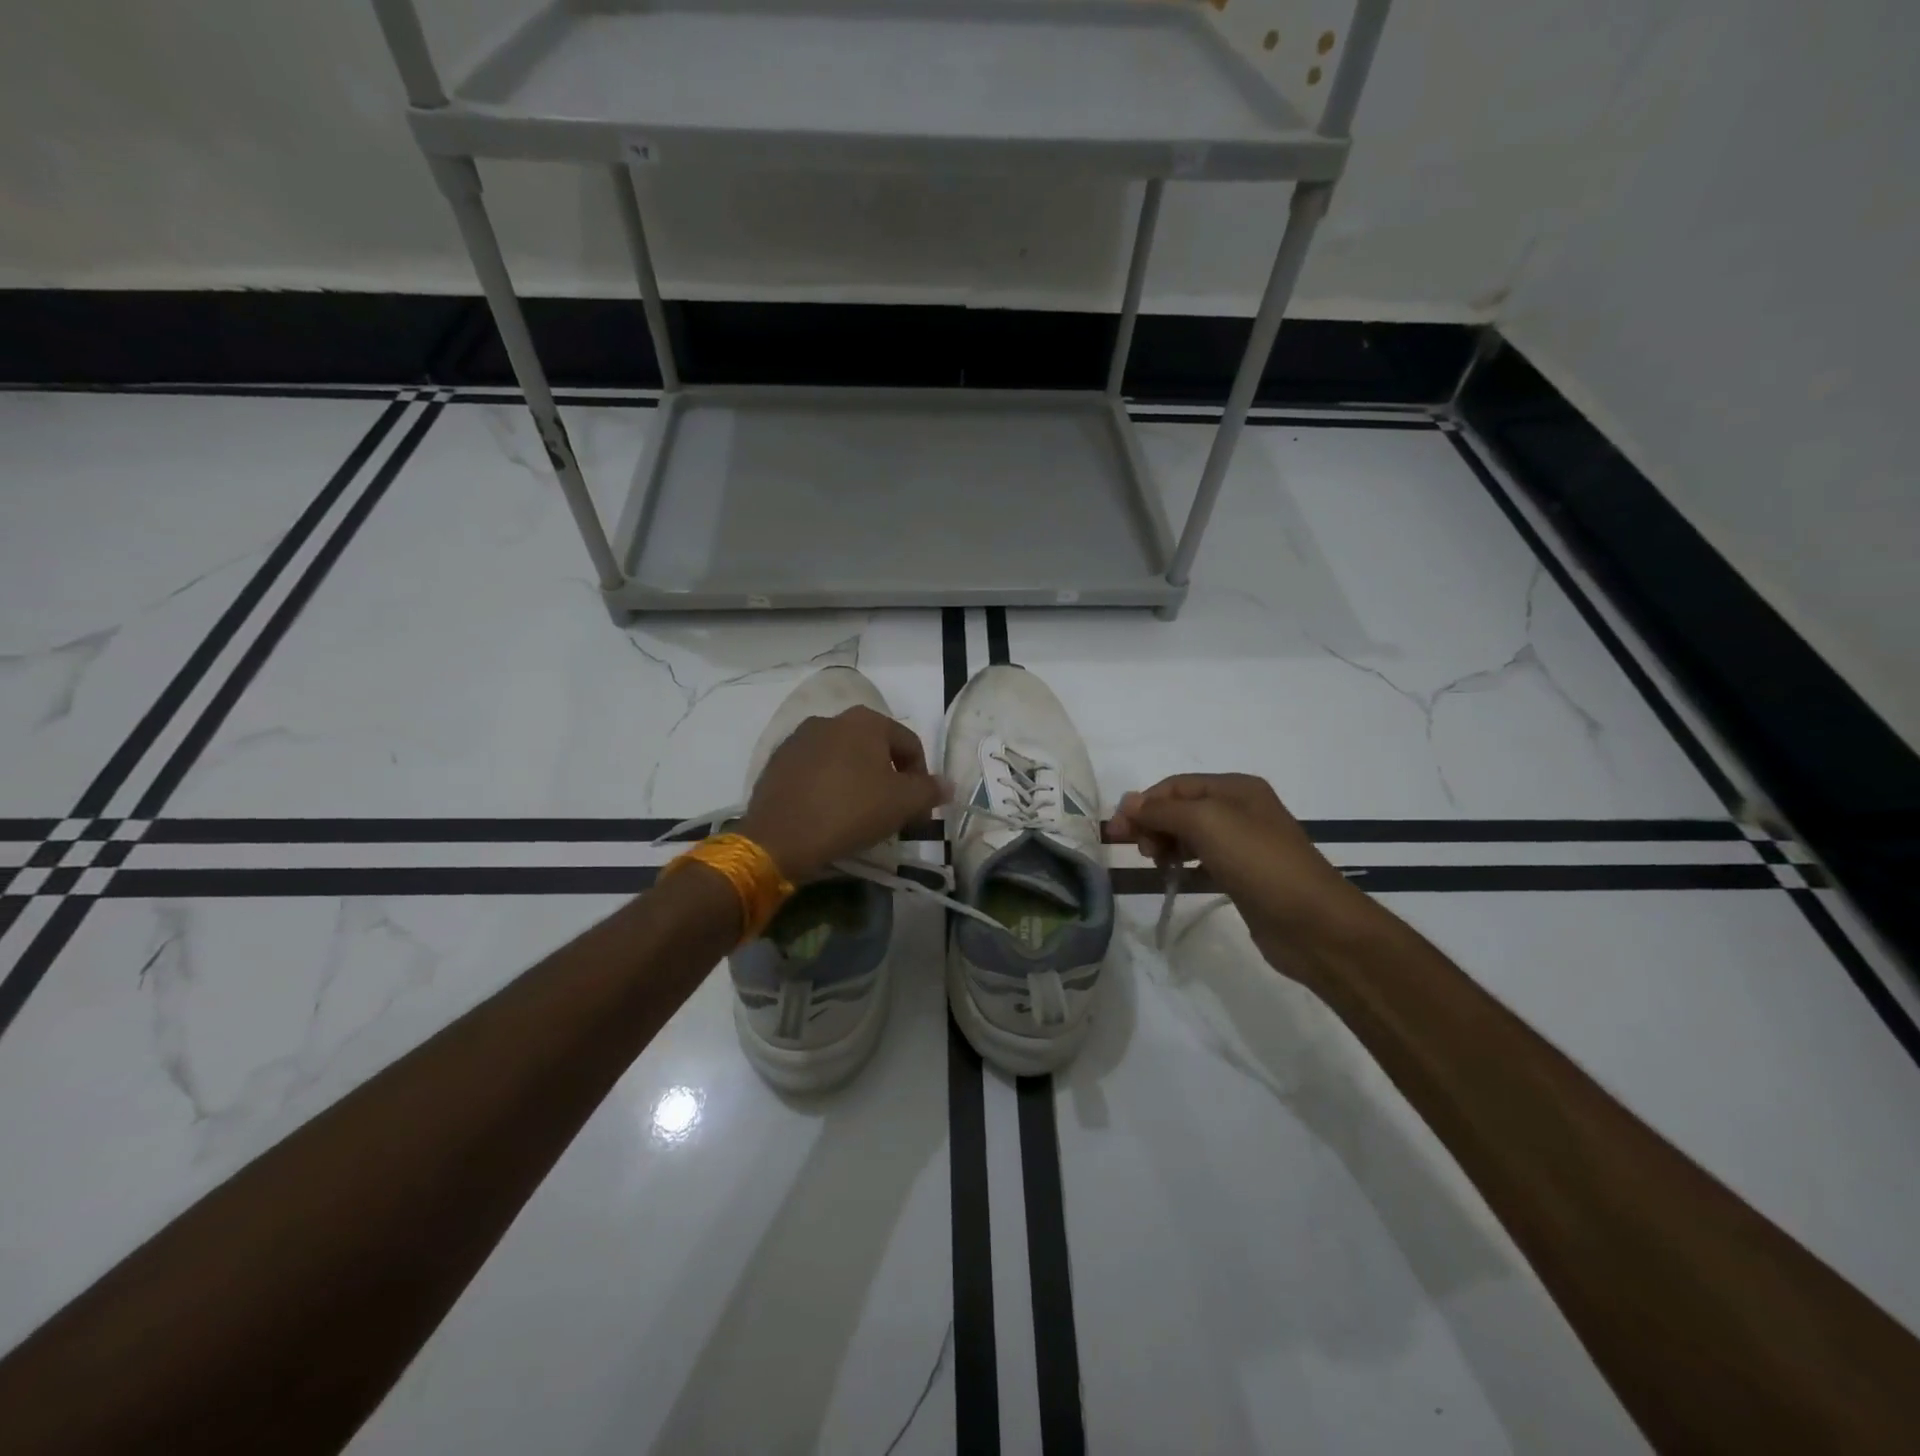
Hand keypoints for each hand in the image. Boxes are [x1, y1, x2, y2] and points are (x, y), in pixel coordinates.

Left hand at [738, 706, 946, 881]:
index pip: (909, 744)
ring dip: (859, 782)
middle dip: (890, 780)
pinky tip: (829, 814)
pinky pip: (815, 772)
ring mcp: (799, 739)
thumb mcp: (903, 803)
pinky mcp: (777, 762)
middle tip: (894, 814)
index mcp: (865, 721)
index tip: (919, 811)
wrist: (780, 837)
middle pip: (875, 750)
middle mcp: (831, 719)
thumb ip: (930, 790)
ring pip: (843, 760)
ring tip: (861, 816)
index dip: (922, 779)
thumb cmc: (850, 811)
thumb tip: (947, 785)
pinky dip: (829, 787)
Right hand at [1109, 773, 1376, 974]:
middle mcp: (1240, 809)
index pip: (1175, 785)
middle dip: (1153, 824)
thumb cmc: (1258, 861)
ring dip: (1165, 843)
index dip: (1143, 803)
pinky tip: (1173, 876)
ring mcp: (1244, 843)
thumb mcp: (1206, 823)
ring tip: (1156, 864)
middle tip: (1136, 850)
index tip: (1117, 831)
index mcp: (1235, 787)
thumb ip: (1163, 811)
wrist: (1313, 923)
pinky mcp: (1243, 875)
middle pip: (1181, 808)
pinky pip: (1202, 860)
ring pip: (1189, 835)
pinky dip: (1182, 863)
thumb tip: (1128, 803)